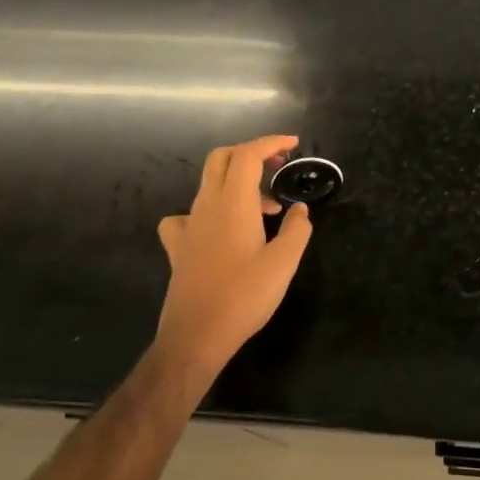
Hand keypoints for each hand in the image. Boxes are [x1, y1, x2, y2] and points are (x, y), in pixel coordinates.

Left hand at [155, 135, 312, 375]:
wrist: (196, 336)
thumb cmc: (244, 296)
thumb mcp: (284, 262)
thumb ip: (297, 229)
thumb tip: (300, 210)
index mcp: (233, 202)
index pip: (248, 154)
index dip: (270, 143)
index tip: (293, 144)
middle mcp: (206, 205)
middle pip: (222, 158)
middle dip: (251, 153)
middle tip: (278, 166)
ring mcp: (189, 226)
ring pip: (208, 184)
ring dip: (237, 182)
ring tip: (266, 206)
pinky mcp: (179, 247)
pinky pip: (186, 215)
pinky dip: (207, 210)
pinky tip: (218, 228)